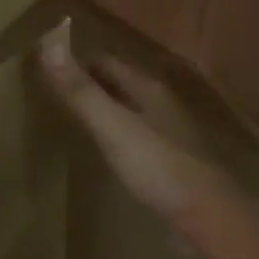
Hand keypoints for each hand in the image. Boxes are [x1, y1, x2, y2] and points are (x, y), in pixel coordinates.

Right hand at [36, 18, 242, 224]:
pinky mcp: (174, 159)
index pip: (105, 60)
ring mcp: (170, 130)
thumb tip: (48, 43)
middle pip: (119, 82)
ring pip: (130, 107)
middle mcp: (160, 101)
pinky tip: (109, 151)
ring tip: (76, 119)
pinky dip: (119, 133)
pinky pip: (139, 134)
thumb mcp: (112, 126)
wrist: (210, 215)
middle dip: (90, 83)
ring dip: (106, 107)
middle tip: (56, 93)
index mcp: (146, 86)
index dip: (76, 61)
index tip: (48, 68)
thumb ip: (80, 90)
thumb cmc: (157, 165)